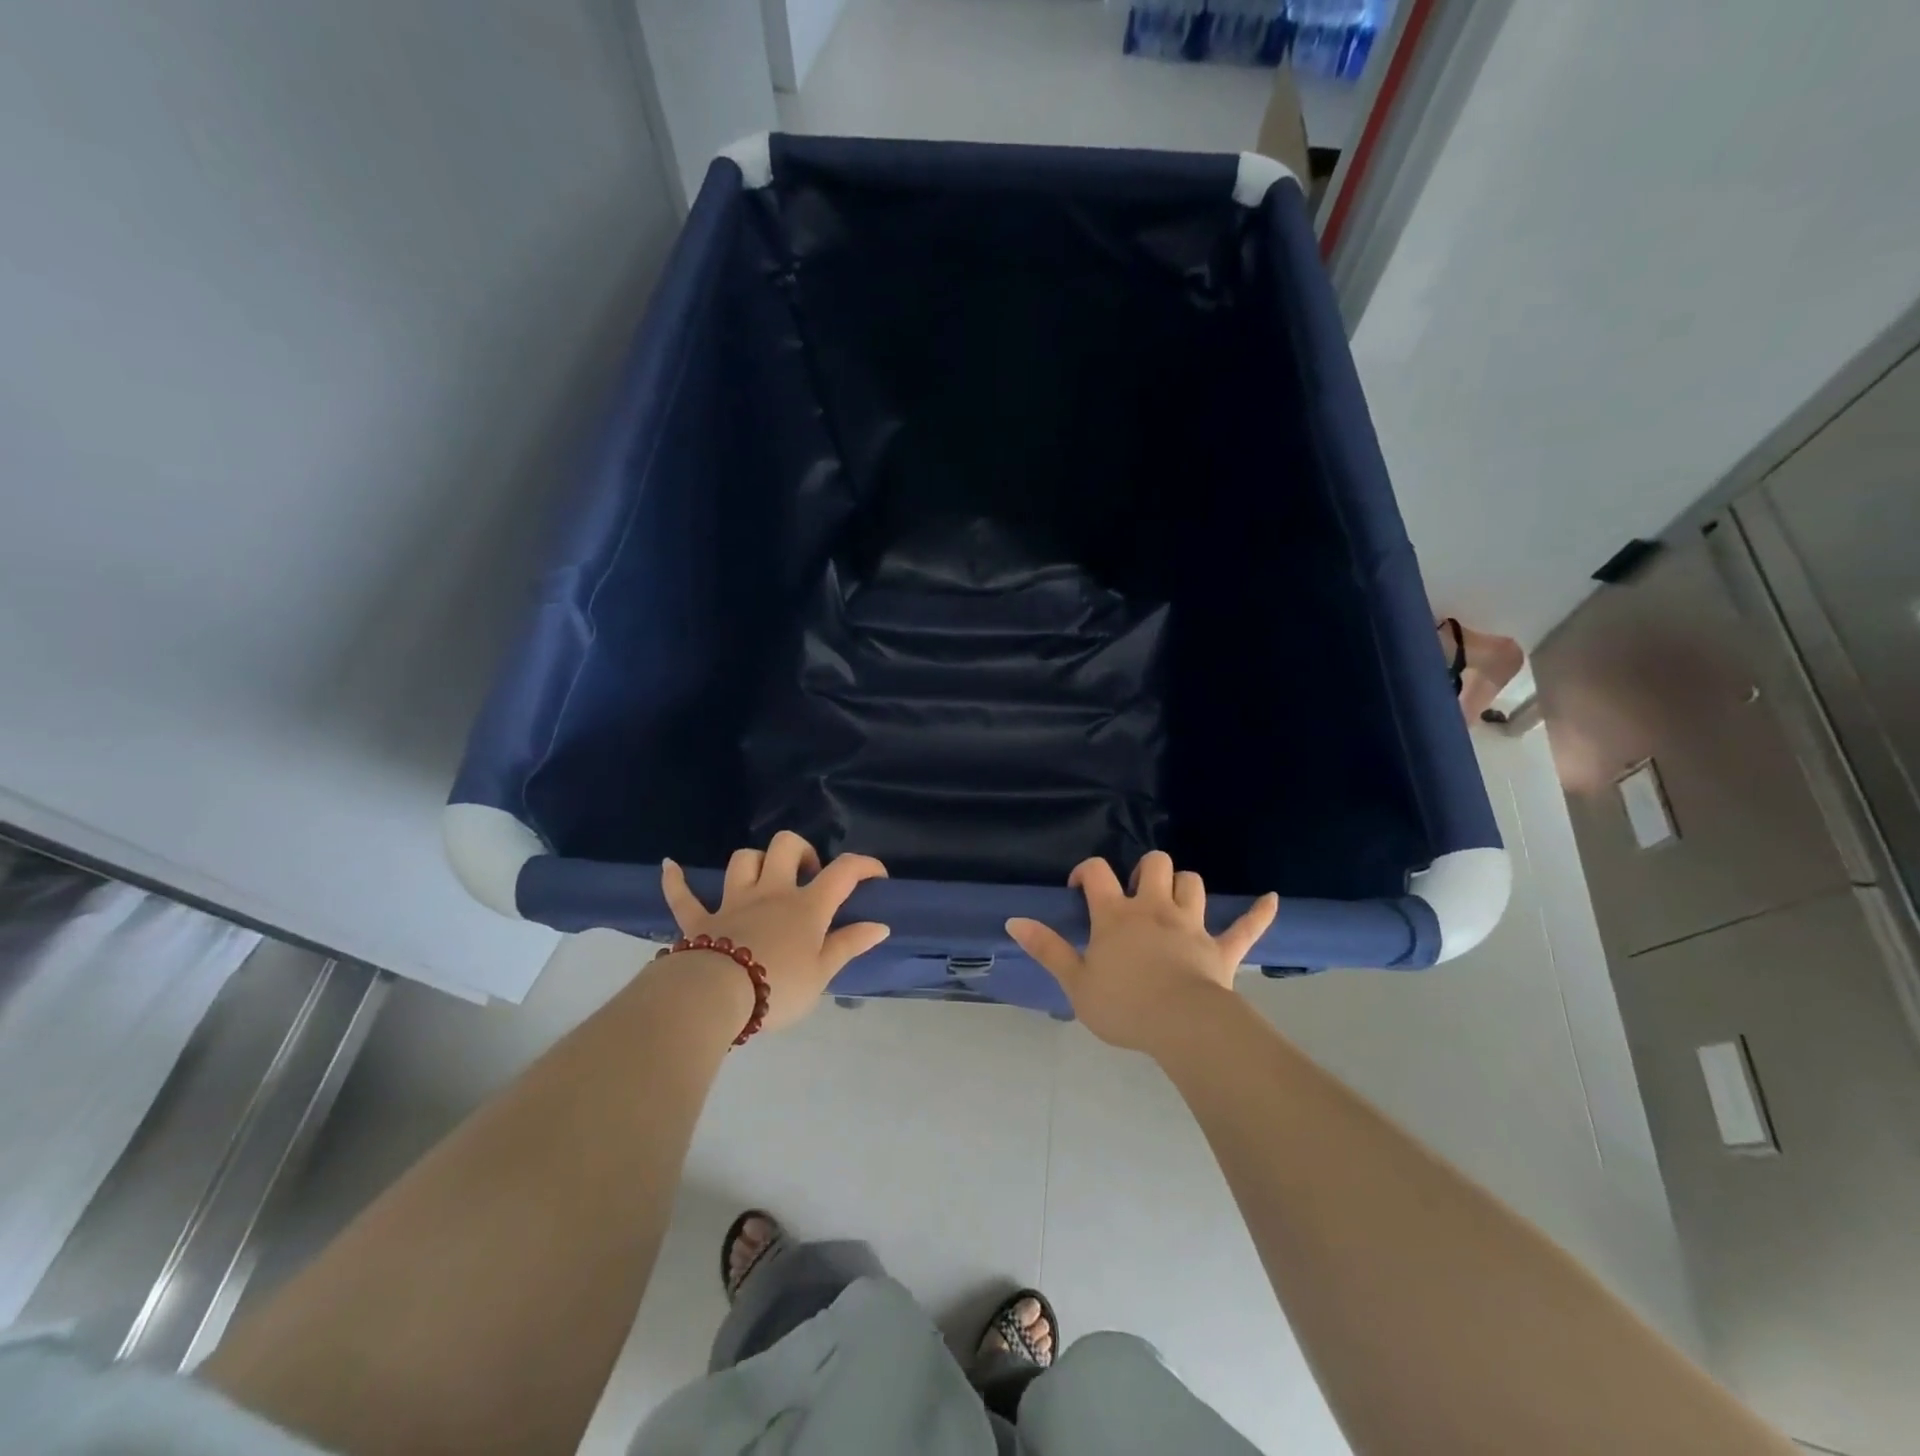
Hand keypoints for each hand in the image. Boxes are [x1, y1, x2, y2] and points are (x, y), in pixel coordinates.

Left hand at [658, 832, 888, 1032]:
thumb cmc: (778, 987)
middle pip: (785, 846)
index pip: (843, 872)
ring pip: (743, 860)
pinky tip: (670, 866)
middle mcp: (771, 893)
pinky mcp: (699, 920)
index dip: (864, 865)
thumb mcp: (822, 973)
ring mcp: (733, 902)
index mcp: (806, 906)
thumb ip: (849, 945)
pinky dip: (676, 880)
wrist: (716, 997)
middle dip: (801, 851)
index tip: (876, 876)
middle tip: (808, 876)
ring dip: (755, 862)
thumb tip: (880, 925)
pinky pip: (683, 895)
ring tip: (763, 878)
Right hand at [1006, 852, 1277, 1052]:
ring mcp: (1192, 925)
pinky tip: (1270, 899)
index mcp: (1117, 915)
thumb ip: (1047, 949)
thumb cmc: (1124, 1005)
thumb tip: (1014, 920)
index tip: (1080, 887)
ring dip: (1183, 886)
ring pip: (1192, 884)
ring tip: (1173, 900)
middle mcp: (1155, 909)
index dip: (1087, 871)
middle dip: (1144, 870)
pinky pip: (1246, 926)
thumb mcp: (1075, 982)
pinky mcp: (1222, 948)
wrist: (1182, 1026)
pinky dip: (1258, 913)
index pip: (1098, 874)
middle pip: (1154, 865)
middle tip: (1134, 895)